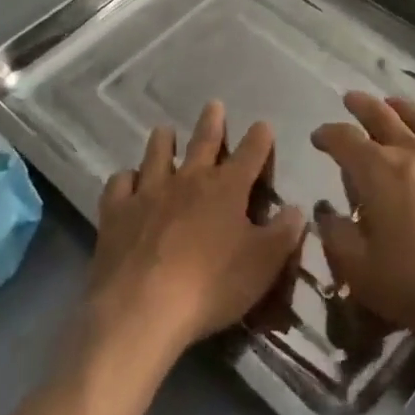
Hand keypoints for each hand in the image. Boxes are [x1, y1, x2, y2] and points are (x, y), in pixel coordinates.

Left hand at [87, 102, 305, 358]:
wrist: (140, 310)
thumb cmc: (210, 286)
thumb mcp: (263, 264)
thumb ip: (284, 233)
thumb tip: (297, 209)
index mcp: (228, 187)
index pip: (251, 151)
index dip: (260, 137)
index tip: (263, 126)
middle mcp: (190, 179)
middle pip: (204, 140)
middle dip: (212, 122)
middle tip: (213, 105)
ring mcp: (149, 192)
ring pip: (157, 153)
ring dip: (163, 140)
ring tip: (164, 131)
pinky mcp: (117, 213)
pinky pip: (120, 184)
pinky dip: (125, 179)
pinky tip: (127, 181)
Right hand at [311, 92, 414, 347]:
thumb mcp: (362, 272)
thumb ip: (337, 238)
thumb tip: (326, 213)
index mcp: (377, 170)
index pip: (344, 139)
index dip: (328, 134)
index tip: (318, 136)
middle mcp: (411, 150)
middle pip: (382, 116)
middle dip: (362, 106)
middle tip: (350, 99)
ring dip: (400, 107)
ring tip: (391, 103)